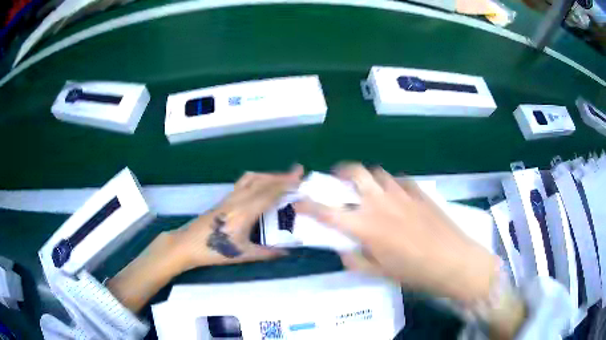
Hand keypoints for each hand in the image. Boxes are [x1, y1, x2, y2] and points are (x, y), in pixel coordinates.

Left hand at [108, 165, 303, 312]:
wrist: (187, 244)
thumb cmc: (214, 251)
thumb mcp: (243, 254)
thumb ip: (267, 253)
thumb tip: (288, 252)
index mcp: (245, 212)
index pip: (270, 193)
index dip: (286, 184)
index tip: (301, 178)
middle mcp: (238, 199)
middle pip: (263, 181)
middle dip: (282, 176)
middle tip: (298, 174)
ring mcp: (229, 197)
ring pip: (252, 178)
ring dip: (269, 175)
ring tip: (282, 179)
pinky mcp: (224, 199)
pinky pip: (244, 182)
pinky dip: (258, 179)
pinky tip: (261, 186)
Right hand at [294, 163, 499, 303]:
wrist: (454, 261)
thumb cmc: (415, 273)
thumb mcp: (379, 273)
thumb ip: (356, 259)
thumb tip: (344, 249)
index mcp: (366, 226)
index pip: (328, 211)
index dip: (309, 205)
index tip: (298, 202)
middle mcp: (381, 203)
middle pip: (355, 172)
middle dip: (341, 172)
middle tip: (338, 180)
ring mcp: (402, 194)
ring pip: (378, 172)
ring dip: (368, 178)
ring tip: (369, 189)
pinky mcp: (420, 192)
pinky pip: (400, 180)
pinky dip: (392, 184)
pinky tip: (396, 196)